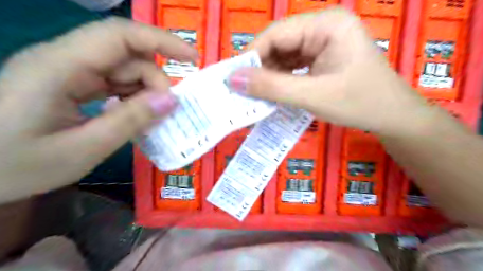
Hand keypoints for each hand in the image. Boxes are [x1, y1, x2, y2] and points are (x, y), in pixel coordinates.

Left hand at [0, 17, 197, 203]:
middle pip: (127, 55)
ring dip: (145, 91)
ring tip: (151, 119)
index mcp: (62, 66)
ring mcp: (67, 72)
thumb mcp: (83, 148)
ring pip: (123, 70)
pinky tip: (135, 117)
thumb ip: (131, 121)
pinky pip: (113, 83)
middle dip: (155, 80)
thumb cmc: (13, 165)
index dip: (162, 41)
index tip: (192, 59)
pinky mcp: (70, 85)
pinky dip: (132, 98)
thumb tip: (171, 101)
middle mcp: (65, 60)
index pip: (121, 35)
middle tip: (166, 111)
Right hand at [229, 8, 431, 135]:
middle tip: (244, 91)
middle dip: (260, 68)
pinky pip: (293, 65)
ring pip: (284, 56)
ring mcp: (323, 43)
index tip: (234, 80)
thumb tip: (233, 80)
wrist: (392, 117)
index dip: (252, 56)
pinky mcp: (322, 57)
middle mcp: (323, 27)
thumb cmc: (359, 103)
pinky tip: (274, 92)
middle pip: (279, 44)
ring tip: (257, 95)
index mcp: (326, 25)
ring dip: (269, 75)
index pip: (276, 34)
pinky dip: (281, 79)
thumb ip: (272, 87)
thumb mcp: (312, 96)